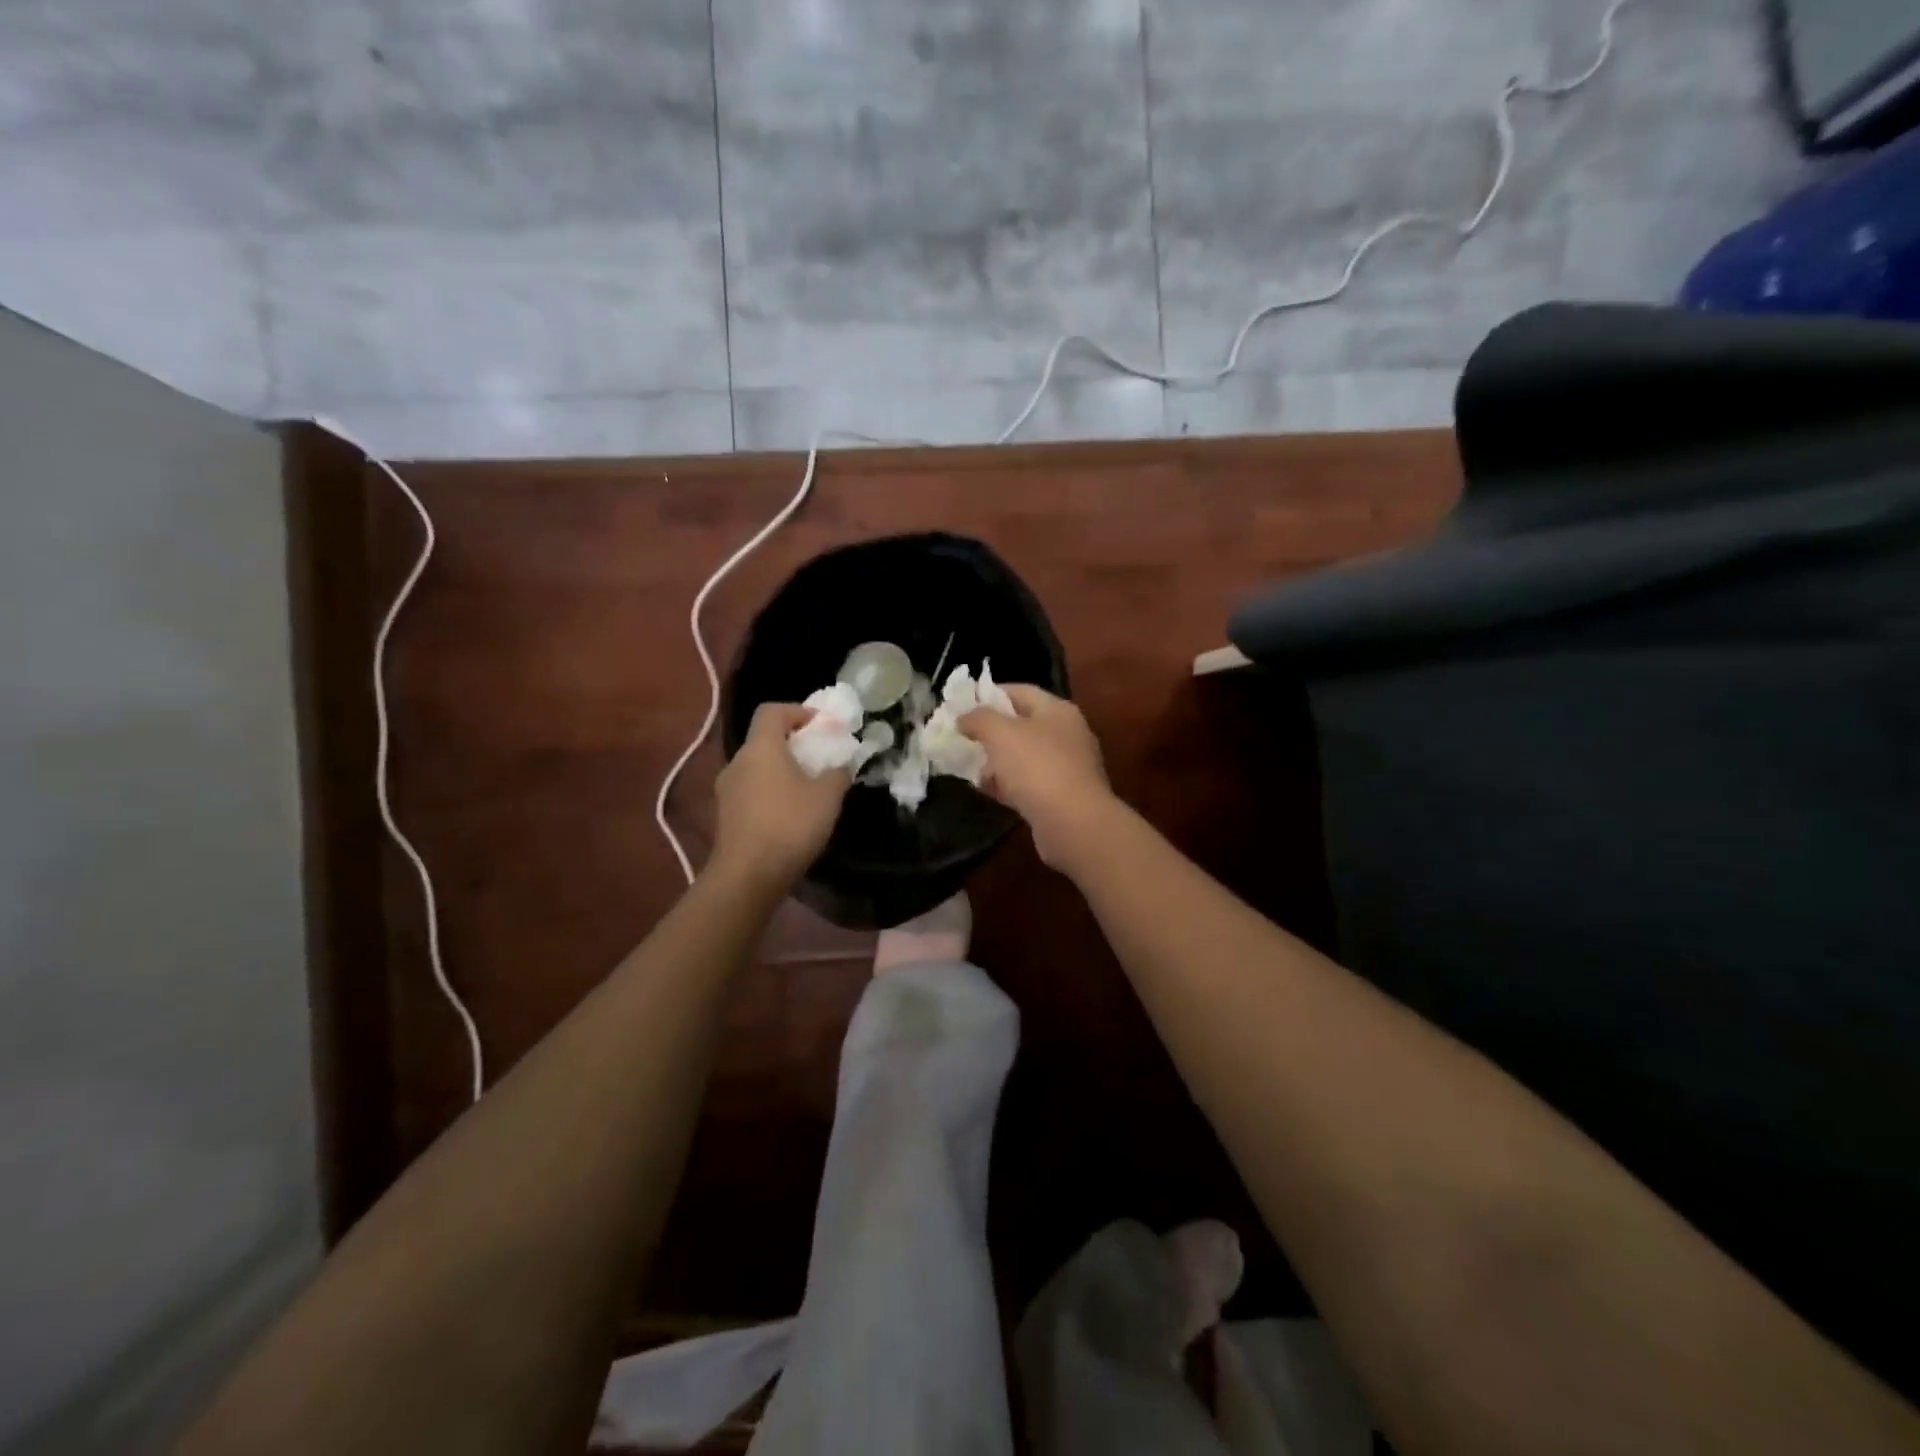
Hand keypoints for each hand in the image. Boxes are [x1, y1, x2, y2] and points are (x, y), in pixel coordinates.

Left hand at [710, 703, 850, 889]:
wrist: (747, 876)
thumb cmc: (790, 825)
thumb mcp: (828, 797)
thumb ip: (838, 773)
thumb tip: (840, 765)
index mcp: (760, 748)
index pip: (771, 711)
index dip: (797, 711)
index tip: (821, 726)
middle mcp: (738, 762)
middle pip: (764, 739)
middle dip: (793, 744)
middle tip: (820, 759)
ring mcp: (726, 790)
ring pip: (757, 767)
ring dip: (781, 770)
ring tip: (808, 789)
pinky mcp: (725, 816)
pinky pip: (751, 791)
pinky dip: (771, 792)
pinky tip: (790, 815)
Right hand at [959, 685, 1116, 868]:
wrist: (1073, 823)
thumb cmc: (1036, 767)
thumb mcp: (1000, 733)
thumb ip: (978, 718)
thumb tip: (964, 717)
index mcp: (1058, 710)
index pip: (1020, 691)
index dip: (989, 695)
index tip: (962, 706)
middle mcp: (1067, 734)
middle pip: (1022, 725)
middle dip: (991, 732)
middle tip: (963, 739)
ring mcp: (1068, 767)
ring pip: (1024, 757)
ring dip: (998, 762)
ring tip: (971, 768)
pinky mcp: (1063, 797)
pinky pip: (1030, 784)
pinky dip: (1009, 785)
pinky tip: (989, 791)